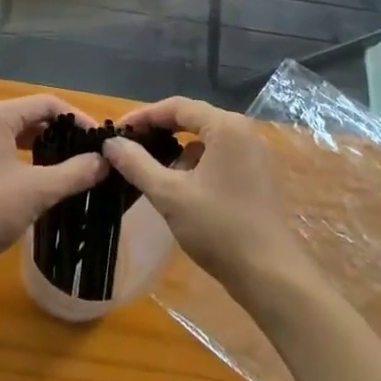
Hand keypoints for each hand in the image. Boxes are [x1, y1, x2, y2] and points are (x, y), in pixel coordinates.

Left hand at [0, 95, 107, 277]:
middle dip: (62, 133)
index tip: (100, 140)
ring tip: (71, 167)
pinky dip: (27, 161)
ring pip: (17, 136)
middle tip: (90, 154)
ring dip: (45, 148)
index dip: (77, 118)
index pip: (47, 103)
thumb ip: (74, 173)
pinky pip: (4, 152)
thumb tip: (104, 161)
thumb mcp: (37, 191)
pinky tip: (40, 182)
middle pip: (32, 116)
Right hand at [102, 97, 308, 294]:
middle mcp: (244, 131)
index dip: (143, 115)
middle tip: (129, 146)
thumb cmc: (218, 228)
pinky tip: (180, 187)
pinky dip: (196, 164)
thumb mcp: (170, 195)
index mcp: (226, 126)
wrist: (269, 274)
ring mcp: (254, 153)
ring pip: (206, 139)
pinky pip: (220, 156)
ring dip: (177, 149)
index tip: (117, 130)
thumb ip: (137, 164)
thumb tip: (111, 143)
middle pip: (193, 119)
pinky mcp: (257, 175)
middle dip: (159, 131)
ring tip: (150, 169)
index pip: (177, 106)